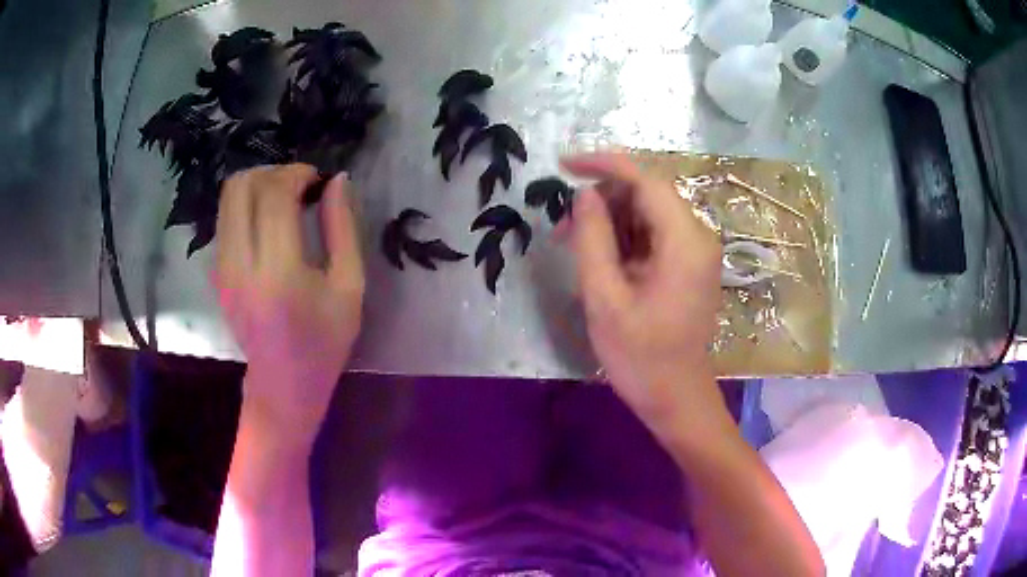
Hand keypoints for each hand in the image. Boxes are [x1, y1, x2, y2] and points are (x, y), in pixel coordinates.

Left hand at [214, 164, 364, 445]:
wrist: (282, 387)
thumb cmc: (324, 343)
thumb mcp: (349, 287)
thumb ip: (342, 228)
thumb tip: (337, 180)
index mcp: (279, 273)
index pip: (274, 195)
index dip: (297, 173)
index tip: (317, 180)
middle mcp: (240, 265)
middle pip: (241, 186)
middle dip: (272, 173)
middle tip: (298, 187)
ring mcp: (222, 269)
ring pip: (228, 197)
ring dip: (257, 186)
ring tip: (283, 202)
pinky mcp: (216, 273)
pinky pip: (226, 218)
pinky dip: (246, 206)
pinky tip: (267, 224)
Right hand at [559, 152, 724, 436]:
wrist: (675, 398)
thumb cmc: (641, 357)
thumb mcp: (605, 298)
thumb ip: (593, 239)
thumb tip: (586, 195)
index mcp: (685, 242)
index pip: (645, 180)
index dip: (603, 165)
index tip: (564, 164)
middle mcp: (697, 237)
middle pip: (647, 194)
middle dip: (602, 200)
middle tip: (562, 225)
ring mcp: (694, 252)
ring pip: (647, 214)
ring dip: (609, 221)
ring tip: (571, 244)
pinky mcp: (687, 266)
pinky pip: (652, 236)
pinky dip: (622, 239)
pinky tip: (597, 258)